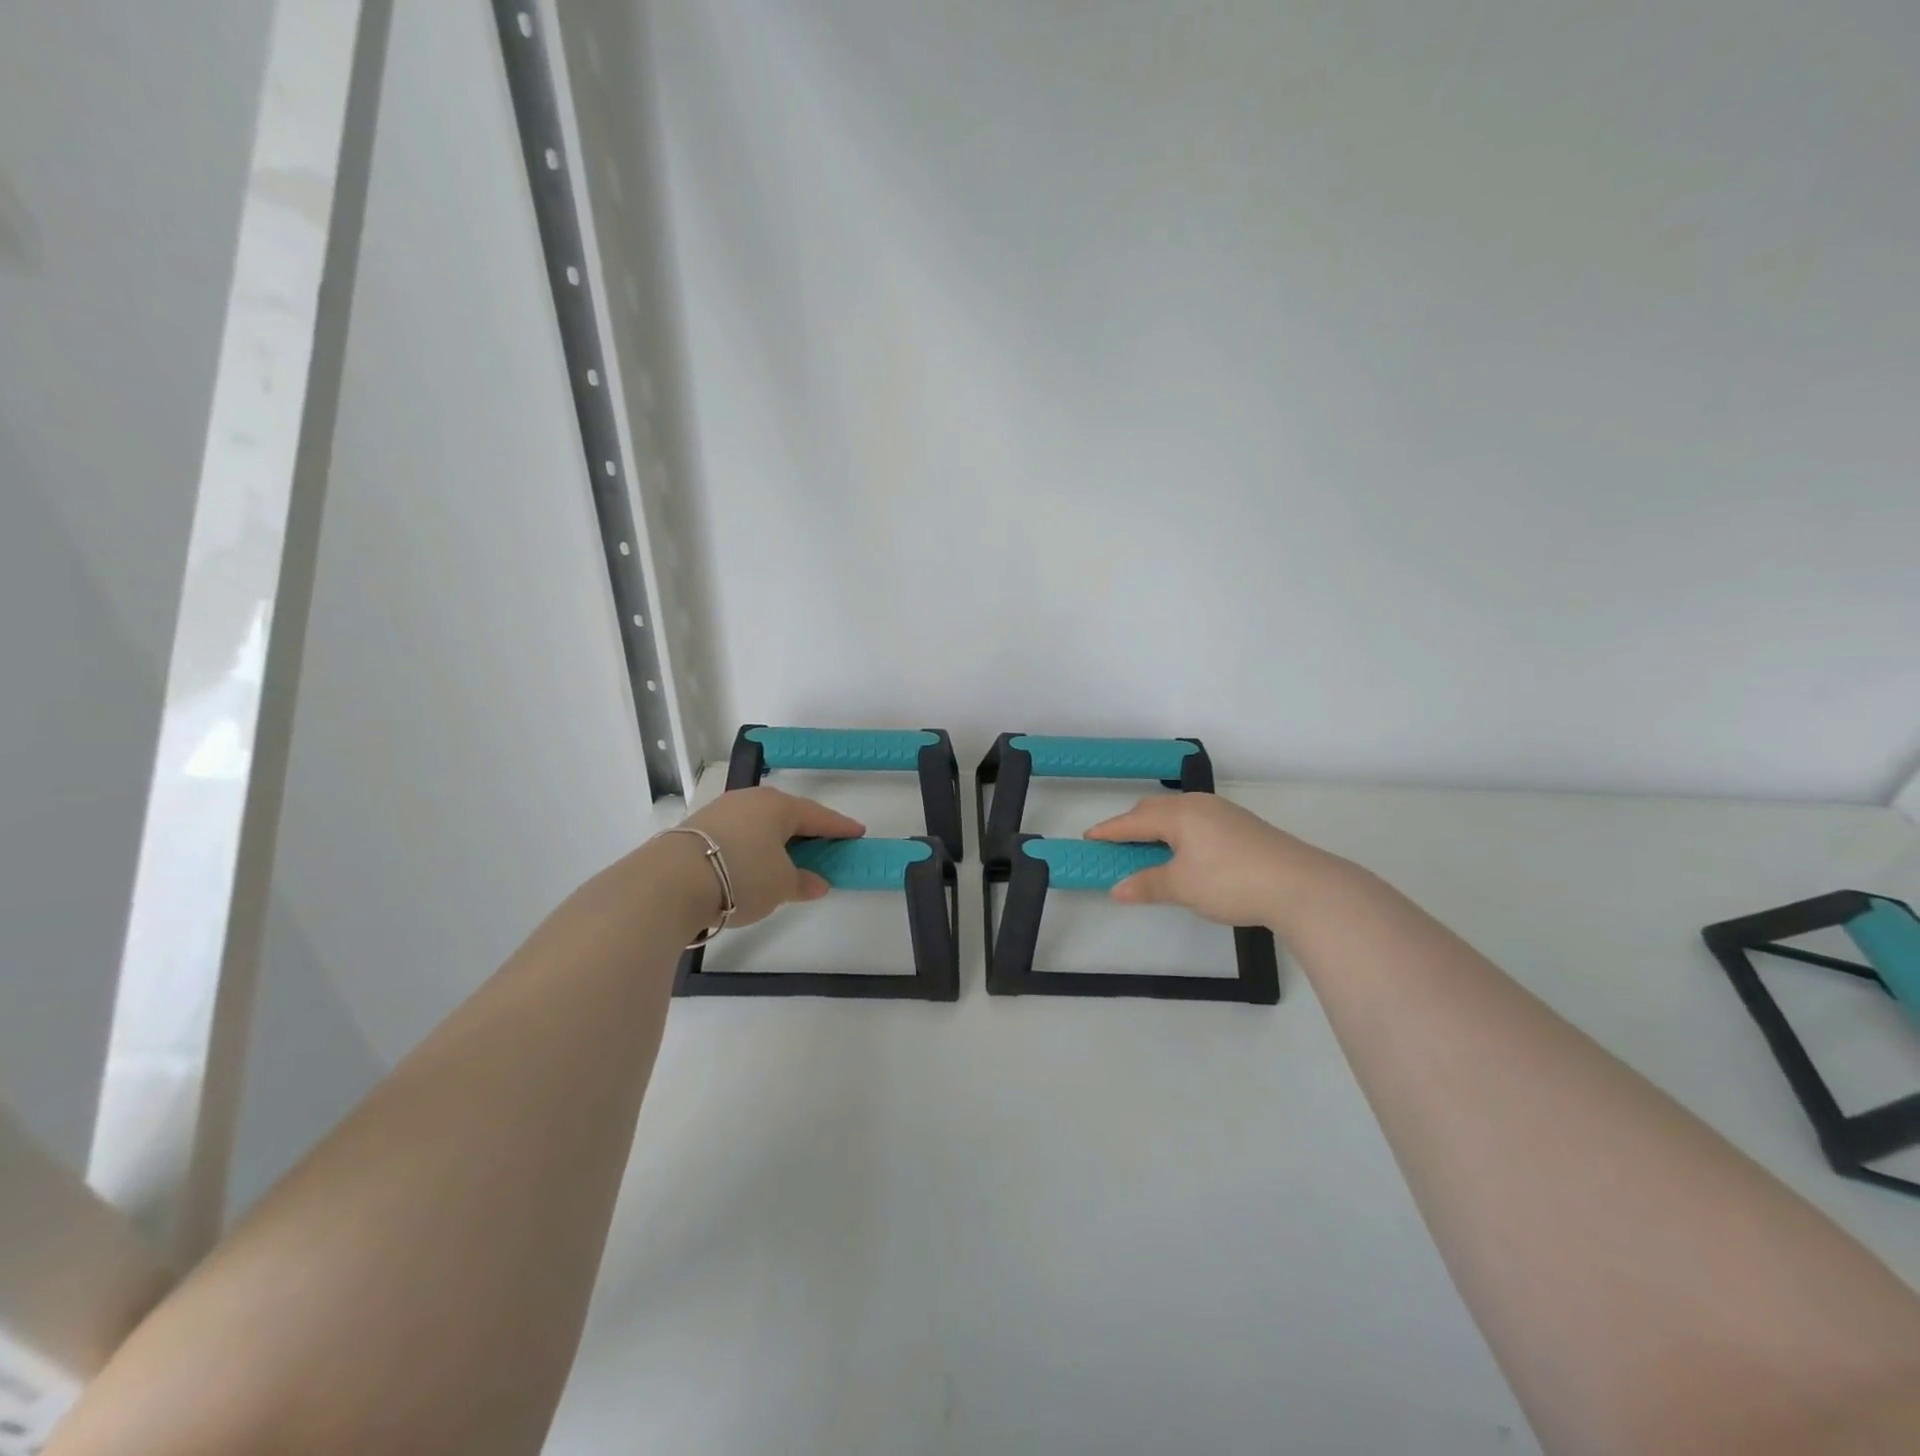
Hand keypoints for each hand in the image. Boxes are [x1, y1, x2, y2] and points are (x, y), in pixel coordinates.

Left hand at [676, 786, 863, 927]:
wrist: (670, 882)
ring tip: (785, 858)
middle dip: (805, 830)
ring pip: (759, 823)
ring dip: (775, 839)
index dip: (840, 827)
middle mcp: (751, 800)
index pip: (818, 816)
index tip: (857, 833)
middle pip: (787, 815)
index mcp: (779, 806)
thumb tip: (817, 883)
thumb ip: (803, 882)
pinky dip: (751, 846)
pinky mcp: (697, 827)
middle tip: (822, 845)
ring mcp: (721, 811)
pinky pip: (738, 833)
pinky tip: (751, 863)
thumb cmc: (742, 876)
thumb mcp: (781, 885)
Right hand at [1084, 793, 1348, 930]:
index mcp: (1179, 814)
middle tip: (1116, 846)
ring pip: (1178, 814)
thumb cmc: (1231, 882)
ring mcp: (1224, 813)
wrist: (1301, 885)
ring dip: (1157, 829)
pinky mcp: (1242, 826)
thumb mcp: (1182, 887)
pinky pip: (1197, 821)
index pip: (1133, 820)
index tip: (1088, 838)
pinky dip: (1179, 833)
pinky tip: (1185, 854)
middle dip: (1132, 825)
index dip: (1109, 831)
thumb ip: (1147, 884)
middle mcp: (1199, 805)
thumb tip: (1116, 888)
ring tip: (1148, 851)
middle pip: (1154, 809)